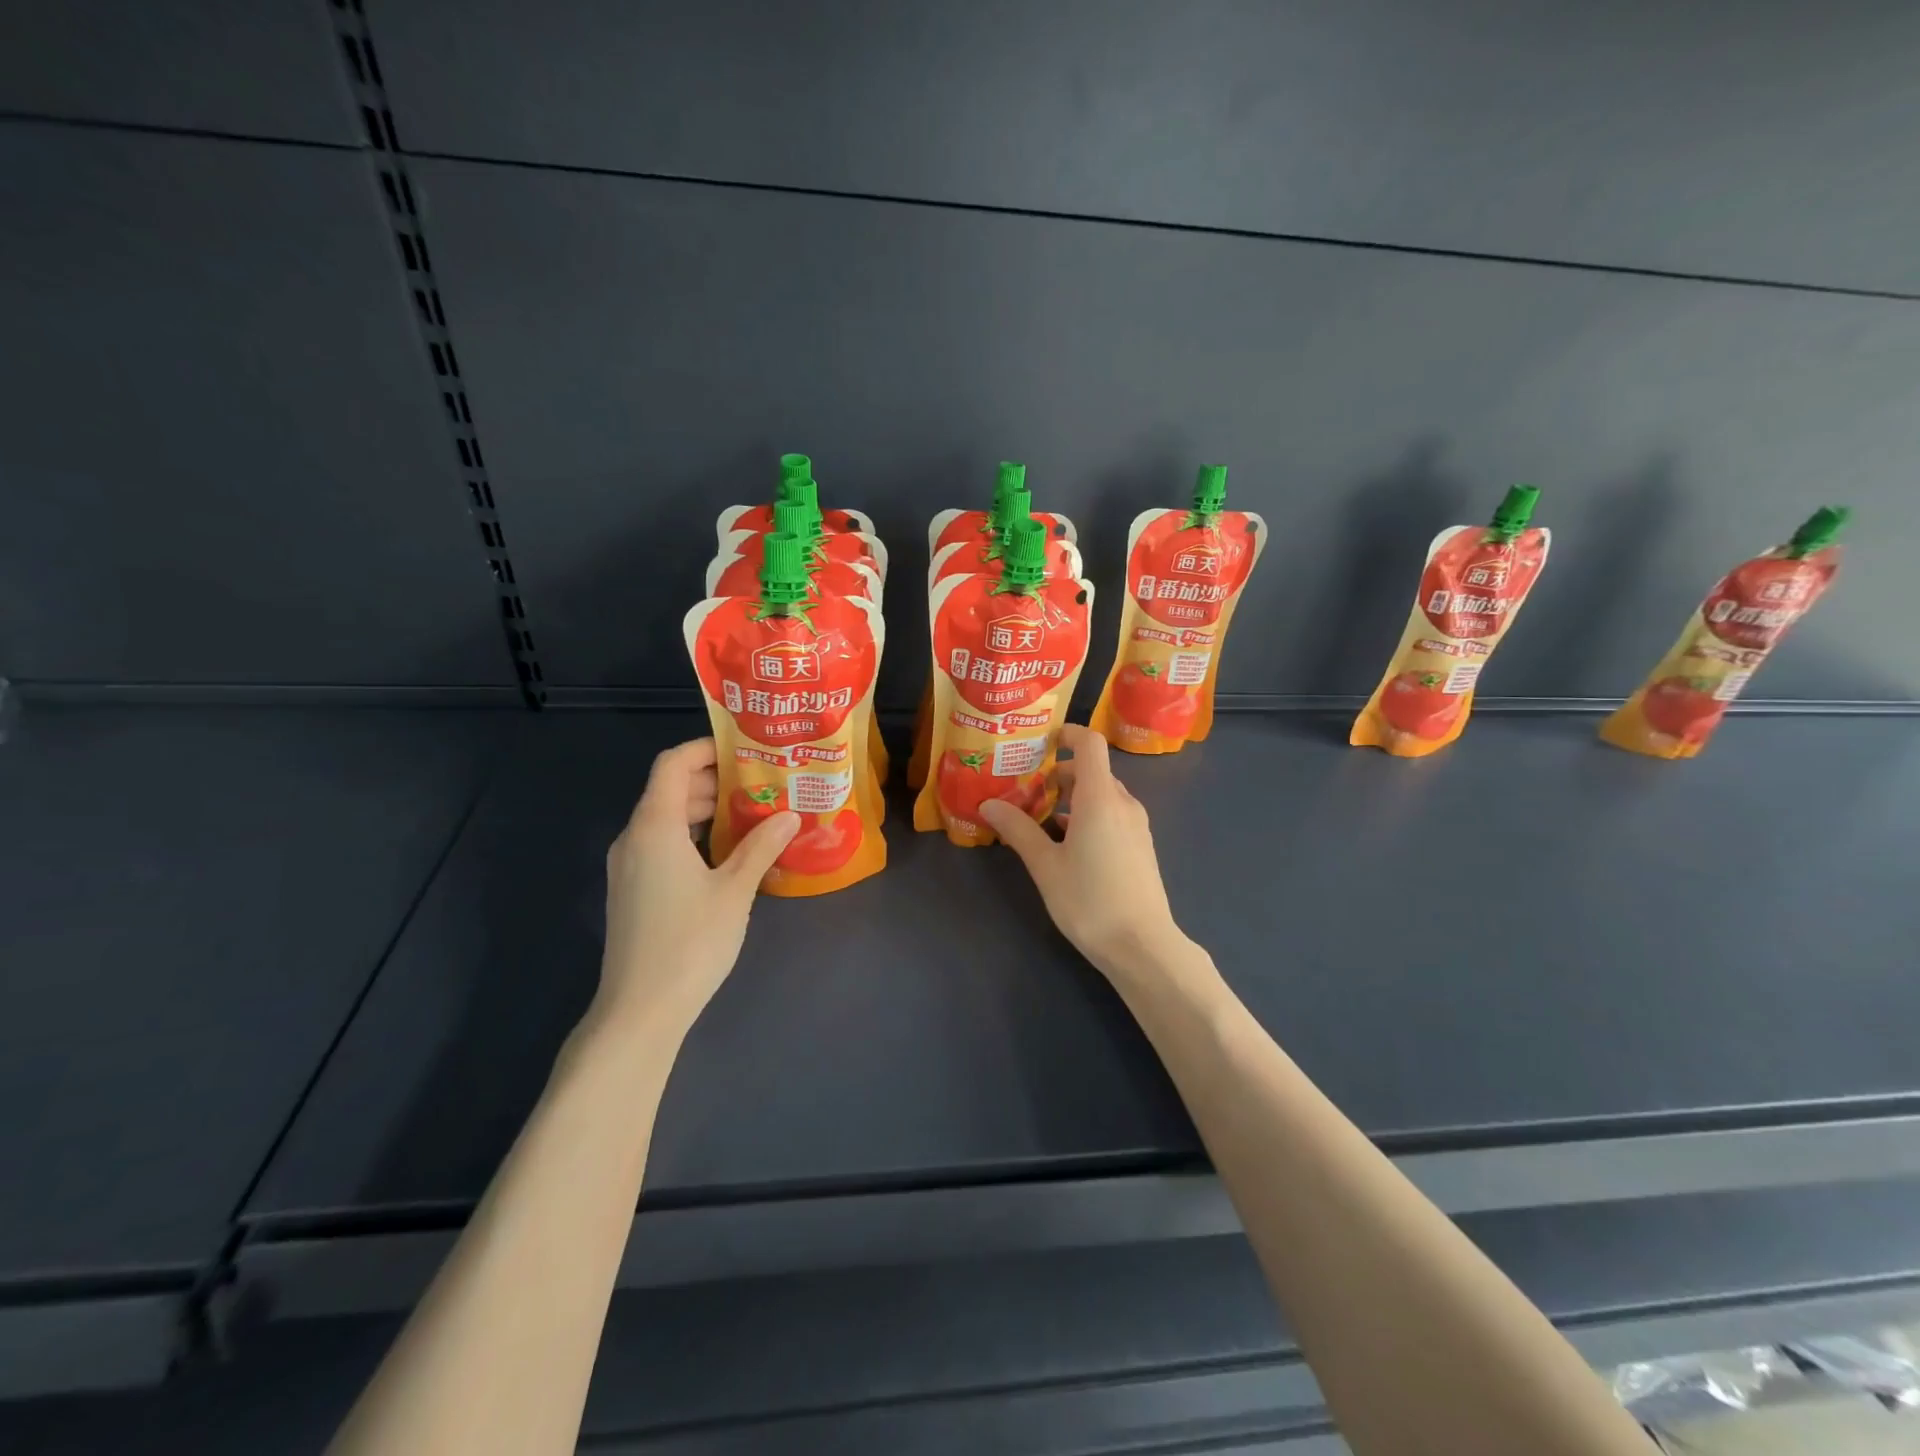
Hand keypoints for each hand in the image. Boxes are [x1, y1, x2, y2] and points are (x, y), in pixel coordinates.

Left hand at [595, 739, 797, 1038]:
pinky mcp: (633, 890)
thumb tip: (790, 815)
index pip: (673, 764)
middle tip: (763, 784)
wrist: (640, 1010)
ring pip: (667, 819)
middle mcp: (634, 838)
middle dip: (716, 781)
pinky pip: (663, 844)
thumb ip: (761, 847)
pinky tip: (729, 854)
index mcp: (655, 826)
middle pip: (671, 789)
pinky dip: (694, 836)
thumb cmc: (690, 942)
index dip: (707, 749)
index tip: (747, 751)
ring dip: (707, 810)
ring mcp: (629, 865)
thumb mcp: (735, 890)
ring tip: (754, 816)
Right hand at [980, 724, 1190, 983]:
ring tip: (1039, 816)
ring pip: (1102, 794)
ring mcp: (1136, 825)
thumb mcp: (1045, 866)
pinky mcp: (1139, 846)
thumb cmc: (1089, 900)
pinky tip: (1065, 842)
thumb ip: (1018, 830)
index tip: (1040, 741)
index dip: (1068, 734)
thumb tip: (988, 804)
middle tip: (1026, 786)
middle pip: (1093, 770)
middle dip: (1059, 772)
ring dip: (1072, 797)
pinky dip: (1088, 815)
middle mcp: (1123, 803)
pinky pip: (1112, 814)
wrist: (1142, 946)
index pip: (1090, 744)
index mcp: (1100, 798)